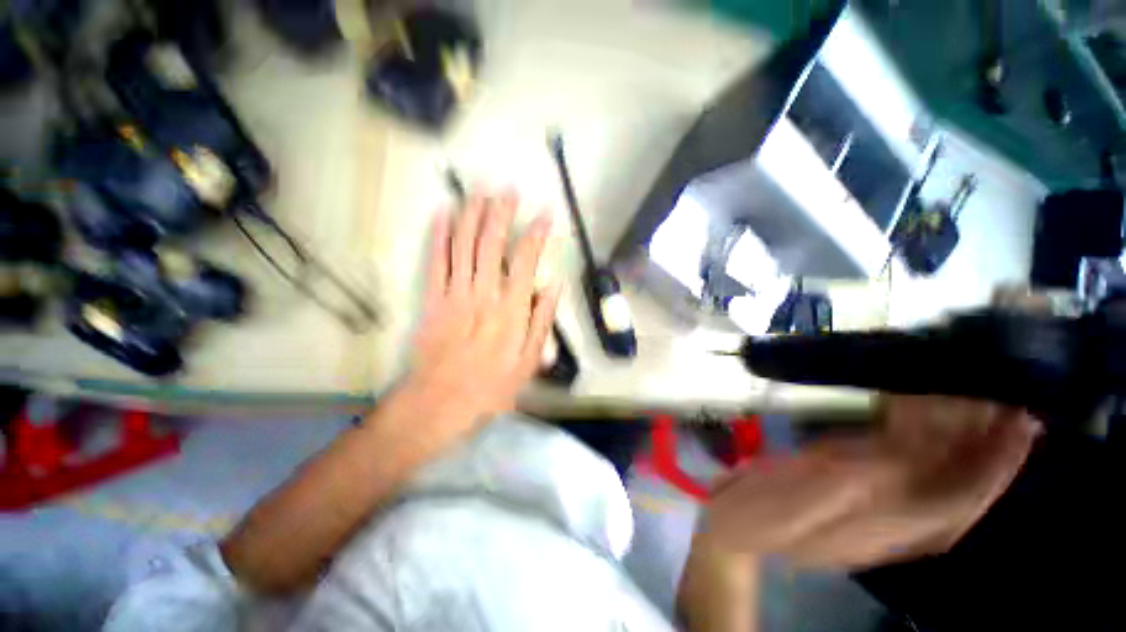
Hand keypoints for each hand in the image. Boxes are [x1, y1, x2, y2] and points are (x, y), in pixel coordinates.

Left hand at [406, 189, 560, 427]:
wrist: (441, 401)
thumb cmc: (492, 385)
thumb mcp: (530, 360)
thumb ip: (542, 319)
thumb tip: (555, 285)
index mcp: (511, 309)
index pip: (526, 260)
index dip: (536, 233)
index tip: (545, 213)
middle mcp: (484, 293)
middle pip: (492, 243)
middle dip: (501, 213)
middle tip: (508, 190)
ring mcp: (455, 293)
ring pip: (463, 245)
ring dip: (472, 214)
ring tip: (479, 191)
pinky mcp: (433, 298)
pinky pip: (436, 260)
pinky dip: (440, 234)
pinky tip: (444, 213)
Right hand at [698, 395, 1039, 569]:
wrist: (735, 525)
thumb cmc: (763, 509)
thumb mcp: (807, 492)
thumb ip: (859, 475)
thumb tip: (908, 449)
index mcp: (887, 525)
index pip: (963, 500)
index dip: (997, 465)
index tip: (1020, 424)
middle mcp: (896, 521)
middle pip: (958, 487)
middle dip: (986, 447)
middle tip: (1005, 403)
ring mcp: (878, 510)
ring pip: (935, 478)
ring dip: (958, 441)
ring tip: (975, 403)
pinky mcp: (856, 494)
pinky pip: (902, 469)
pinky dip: (918, 441)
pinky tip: (917, 418)